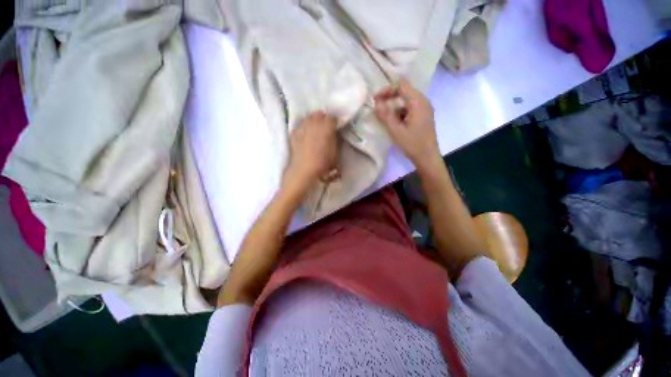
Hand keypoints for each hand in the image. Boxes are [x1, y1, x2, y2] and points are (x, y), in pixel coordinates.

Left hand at [283, 111, 338, 189]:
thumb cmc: (323, 164)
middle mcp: (314, 125)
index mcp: (326, 128)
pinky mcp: (294, 135)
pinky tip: (304, 132)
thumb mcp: (335, 153)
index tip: (336, 125)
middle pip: (319, 115)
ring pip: (308, 118)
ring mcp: (302, 129)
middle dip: (323, 117)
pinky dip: (302, 128)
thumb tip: (334, 133)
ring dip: (313, 120)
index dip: (335, 121)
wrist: (304, 171)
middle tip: (326, 123)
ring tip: (315, 125)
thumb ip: (335, 140)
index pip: (332, 118)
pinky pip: (299, 127)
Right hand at [374, 80, 440, 171]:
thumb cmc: (412, 144)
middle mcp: (423, 102)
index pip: (402, 85)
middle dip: (389, 98)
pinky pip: (409, 109)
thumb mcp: (396, 131)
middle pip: (404, 92)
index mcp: (418, 102)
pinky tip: (394, 122)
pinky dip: (400, 112)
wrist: (427, 157)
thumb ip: (385, 116)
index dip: (387, 89)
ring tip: (384, 117)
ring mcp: (424, 109)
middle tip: (377, 107)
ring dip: (394, 106)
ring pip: (406, 101)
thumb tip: (376, 103)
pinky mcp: (423, 116)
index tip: (376, 99)